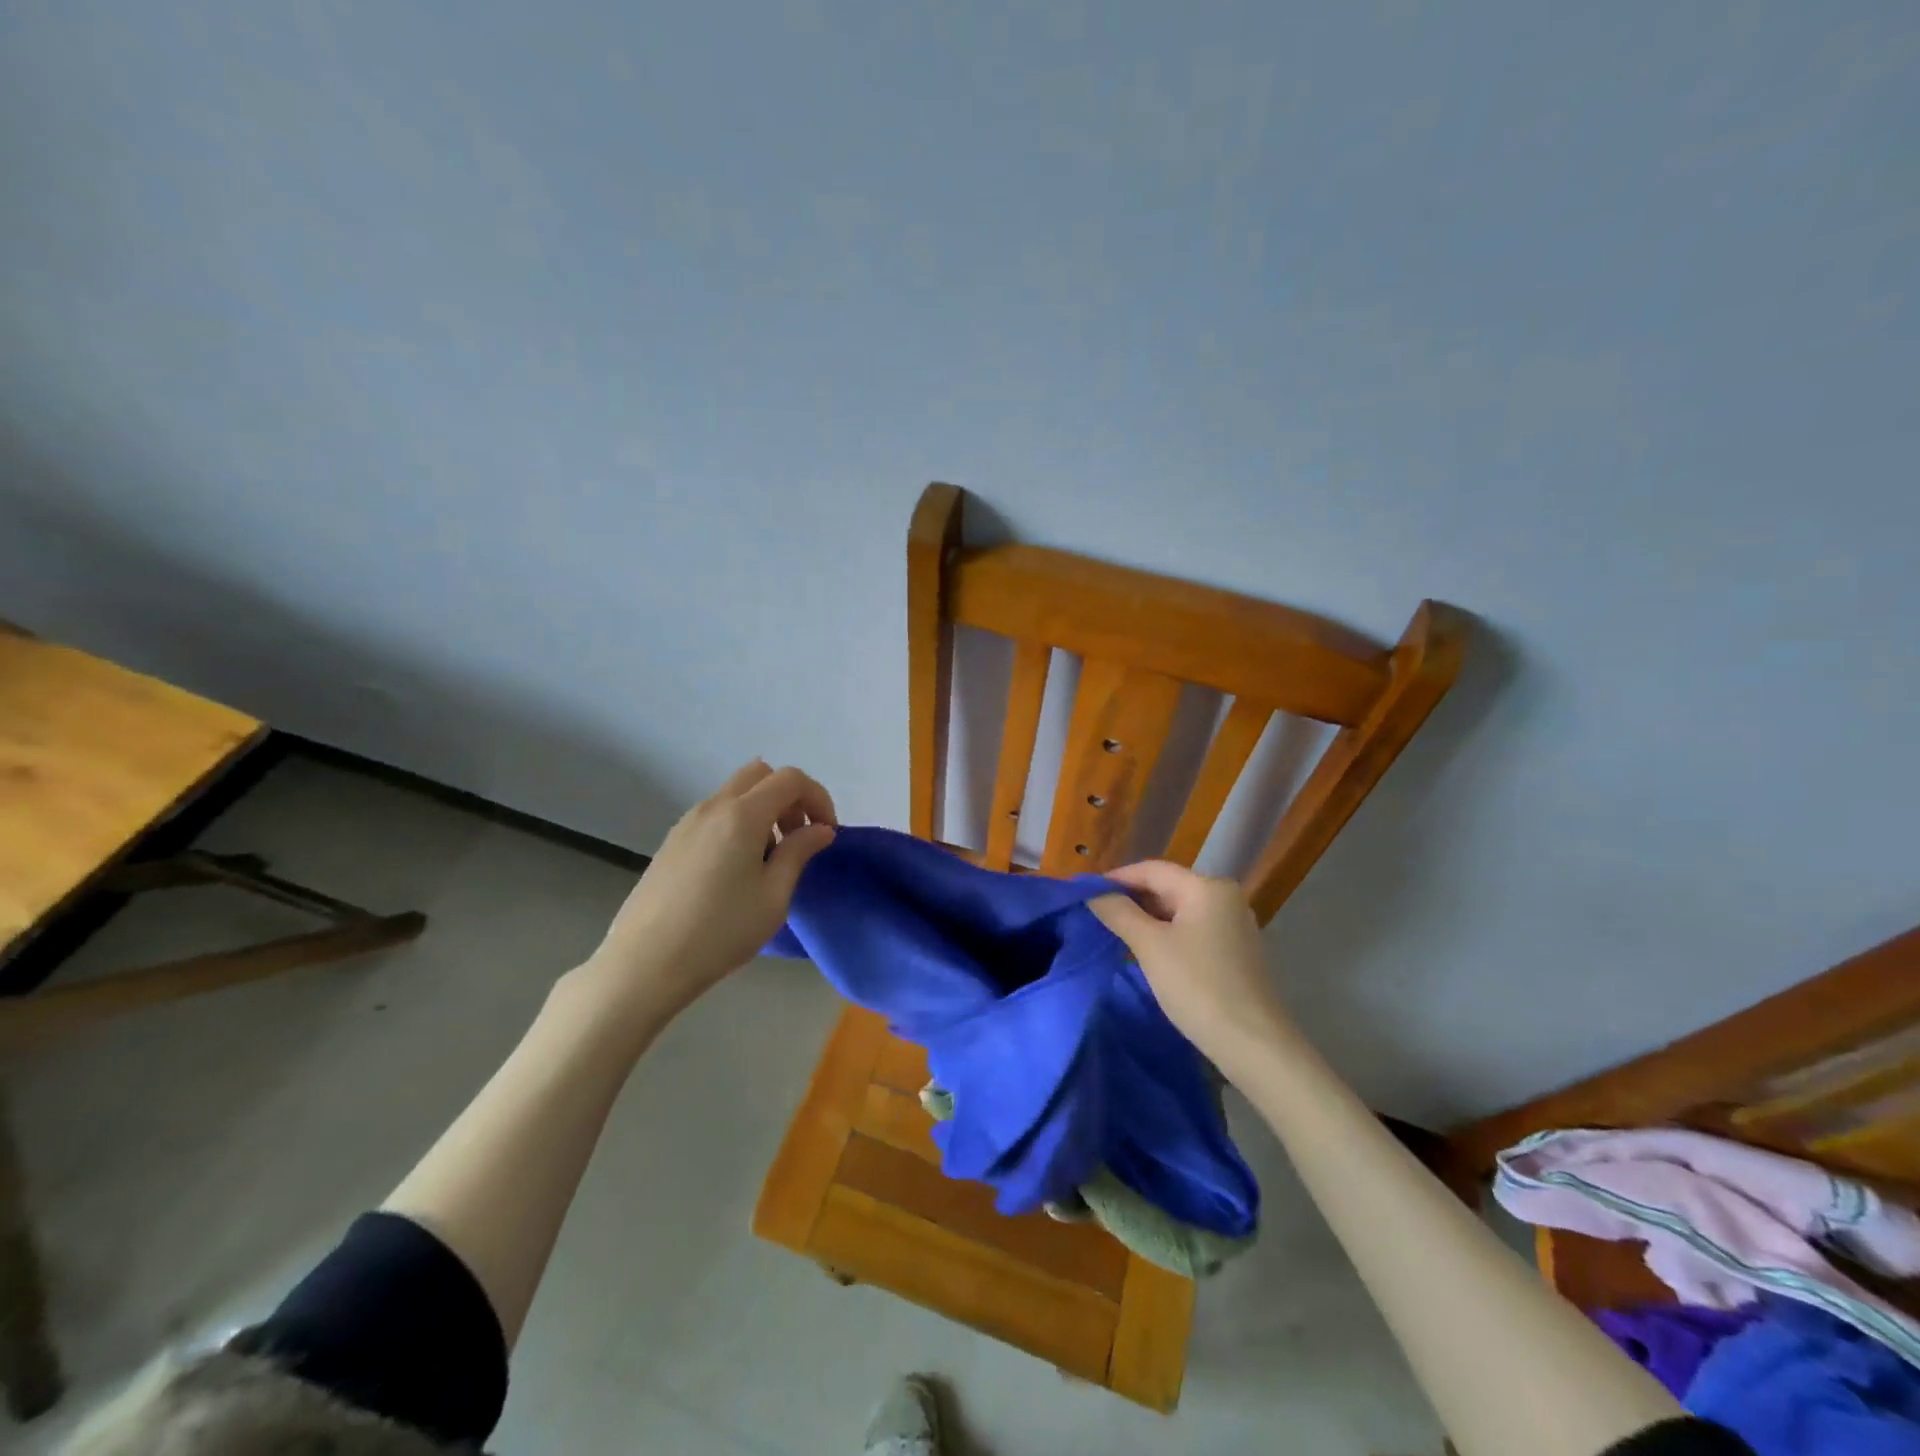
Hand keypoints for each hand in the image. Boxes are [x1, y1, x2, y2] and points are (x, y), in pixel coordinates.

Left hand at [583, 760, 836, 1020]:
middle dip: (789, 797)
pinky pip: (716, 814)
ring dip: (763, 811)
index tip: (826, 833)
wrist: (644, 963)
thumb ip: (799, 853)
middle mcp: (714, 807)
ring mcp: (688, 822)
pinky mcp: (672, 841)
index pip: (791, 779)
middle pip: (760, 774)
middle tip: (797, 837)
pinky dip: (739, 823)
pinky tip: (737, 870)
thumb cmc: (720, 932)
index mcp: (743, 815)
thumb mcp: (773, 897)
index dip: (818, 798)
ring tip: (768, 860)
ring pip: (736, 793)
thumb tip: (820, 829)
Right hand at [1090, 860, 1291, 1069]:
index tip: (1084, 894)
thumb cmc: (1199, 987)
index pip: (1152, 870)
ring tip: (1113, 933)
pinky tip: (1146, 951)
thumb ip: (1119, 913)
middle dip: (1130, 899)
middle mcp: (1225, 897)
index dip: (1116, 878)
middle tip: (1095, 915)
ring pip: (1179, 910)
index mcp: (1207, 887)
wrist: (1254, 1045)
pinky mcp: (1235, 951)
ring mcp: (1233, 925)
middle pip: (1167, 887)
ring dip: (1146, 918)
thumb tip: (1092, 893)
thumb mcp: (1150, 946)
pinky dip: (1166, 934)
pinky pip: (1192, 930)